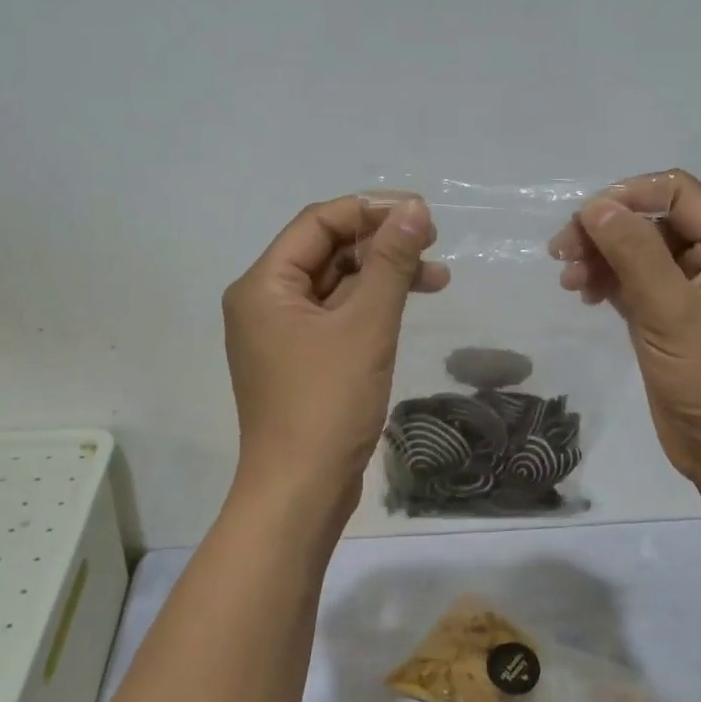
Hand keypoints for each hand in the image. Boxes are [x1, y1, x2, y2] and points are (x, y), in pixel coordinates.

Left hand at [223, 195, 448, 529]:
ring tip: (437, 278)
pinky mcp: (300, 360)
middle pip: (325, 251)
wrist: (301, 492)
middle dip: (380, 244)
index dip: (370, 211)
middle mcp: (264, 302)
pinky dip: (371, 307)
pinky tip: (407, 305)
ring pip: (335, 285)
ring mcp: (280, 334)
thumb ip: (391, 262)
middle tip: (434, 244)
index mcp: (263, 285)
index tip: (422, 214)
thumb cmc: (327, 403)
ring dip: (382, 276)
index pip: (317, 223)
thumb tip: (414, 209)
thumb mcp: (366, 326)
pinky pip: (336, 316)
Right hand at [548, 169, 700, 485]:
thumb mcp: (672, 310)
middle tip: (561, 252)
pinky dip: (609, 284)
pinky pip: (636, 286)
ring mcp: (692, 294)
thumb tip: (595, 206)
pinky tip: (584, 295)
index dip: (629, 195)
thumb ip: (634, 253)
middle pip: (654, 222)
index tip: (585, 219)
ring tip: (568, 280)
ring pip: (640, 255)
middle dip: (607, 230)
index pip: (678, 193)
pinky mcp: (671, 322)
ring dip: (602, 258)